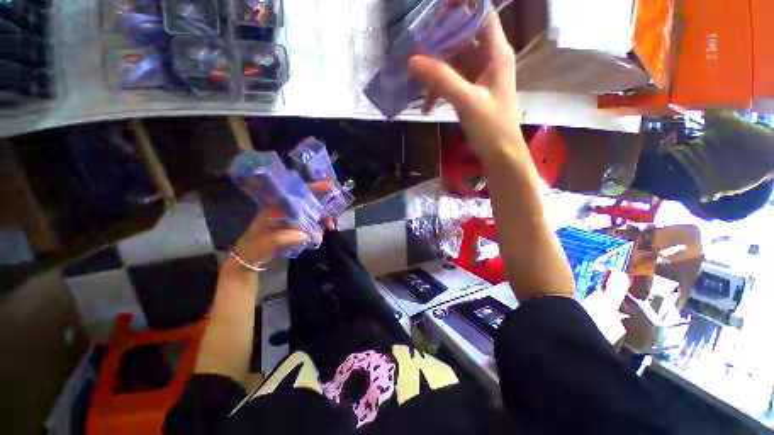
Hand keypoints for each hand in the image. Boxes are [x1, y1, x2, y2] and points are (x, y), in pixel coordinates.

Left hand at [230, 181, 338, 267]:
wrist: (249, 260)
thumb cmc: (253, 248)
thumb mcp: (263, 243)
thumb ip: (281, 239)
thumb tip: (305, 235)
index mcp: (276, 208)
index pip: (296, 193)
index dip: (313, 188)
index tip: (329, 185)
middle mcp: (286, 210)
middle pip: (309, 202)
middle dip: (323, 206)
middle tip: (333, 214)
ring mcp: (291, 219)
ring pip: (312, 213)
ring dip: (323, 218)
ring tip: (331, 226)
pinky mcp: (295, 229)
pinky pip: (311, 224)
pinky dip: (318, 228)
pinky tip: (321, 235)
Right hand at [409, 12, 523, 162]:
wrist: (500, 154)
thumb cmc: (491, 127)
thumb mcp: (467, 101)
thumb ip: (441, 79)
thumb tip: (412, 60)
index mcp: (496, 52)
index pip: (481, 14)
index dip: (460, 7)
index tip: (433, 11)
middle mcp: (488, 58)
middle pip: (462, 36)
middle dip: (439, 40)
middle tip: (414, 44)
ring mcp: (478, 76)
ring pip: (454, 61)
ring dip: (435, 69)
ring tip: (414, 76)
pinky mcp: (470, 92)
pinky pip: (451, 82)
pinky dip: (438, 89)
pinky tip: (426, 105)